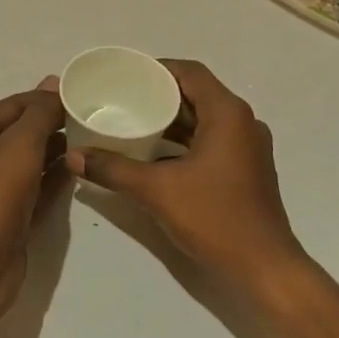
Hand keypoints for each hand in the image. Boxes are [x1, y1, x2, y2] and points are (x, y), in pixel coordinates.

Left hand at [0, 78, 68, 311]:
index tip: (74, 94)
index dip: (40, 99)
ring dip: (51, 153)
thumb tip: (52, 82)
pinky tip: (76, 170)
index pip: (8, 107)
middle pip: (14, 135)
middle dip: (47, 126)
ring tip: (87, 141)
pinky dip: (50, 180)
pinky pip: (30, 191)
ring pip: (23, 165)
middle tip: (87, 118)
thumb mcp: (20, 144)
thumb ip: (40, 113)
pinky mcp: (2, 221)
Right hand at [64, 60, 313, 299]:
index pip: (190, 72)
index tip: (127, 76)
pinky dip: (184, 141)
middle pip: (197, 94)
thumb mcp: (157, 190)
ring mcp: (247, 147)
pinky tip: (155, 154)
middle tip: (123, 99)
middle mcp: (242, 122)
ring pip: (204, 119)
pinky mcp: (246, 169)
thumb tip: (74, 156)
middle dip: (161, 95)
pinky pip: (211, 140)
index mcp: (227, 114)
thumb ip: (113, 169)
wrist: (264, 268)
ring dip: (172, 120)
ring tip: (133, 123)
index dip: (158, 69)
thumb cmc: (215, 217)